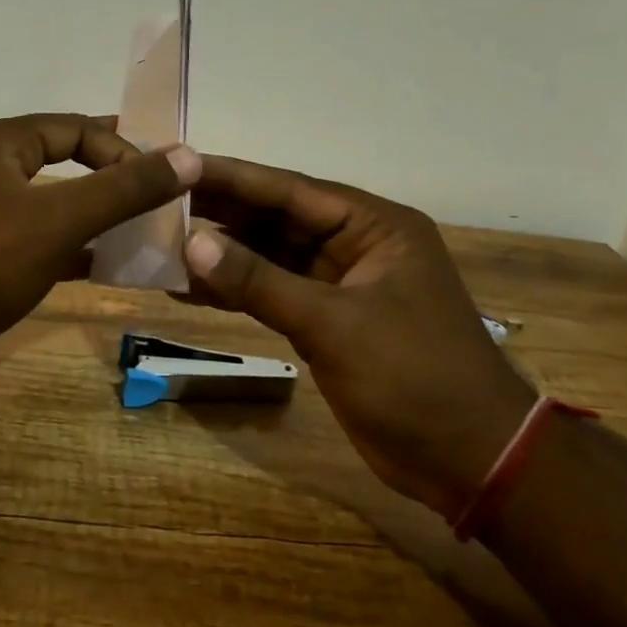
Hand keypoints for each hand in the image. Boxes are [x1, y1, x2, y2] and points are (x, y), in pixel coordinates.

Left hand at [0, 113, 200, 376]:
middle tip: (158, 199)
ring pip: (53, 205)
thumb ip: (124, 188)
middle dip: (112, 178)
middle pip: (65, 162)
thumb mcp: (59, 219)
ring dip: (95, 216)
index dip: (122, 149)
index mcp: (3, 144)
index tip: (159, 183)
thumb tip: (187, 155)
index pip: (77, 128)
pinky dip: (72, 249)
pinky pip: (38, 241)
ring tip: (142, 232)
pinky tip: (104, 267)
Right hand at [182, 157, 534, 515]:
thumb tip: (191, 242)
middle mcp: (355, 244)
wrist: (471, 462)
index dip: (231, 177)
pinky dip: (234, 291)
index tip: (177, 165)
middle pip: (275, 219)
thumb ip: (260, 282)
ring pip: (268, 256)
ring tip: (159, 245)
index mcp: (374, 226)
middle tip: (155, 203)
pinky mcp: (325, 320)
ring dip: (220, 254)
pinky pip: (270, 292)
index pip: (290, 190)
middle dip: (218, 214)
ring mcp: (339, 284)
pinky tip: (187, 290)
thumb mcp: (334, 326)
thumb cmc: (416, 379)